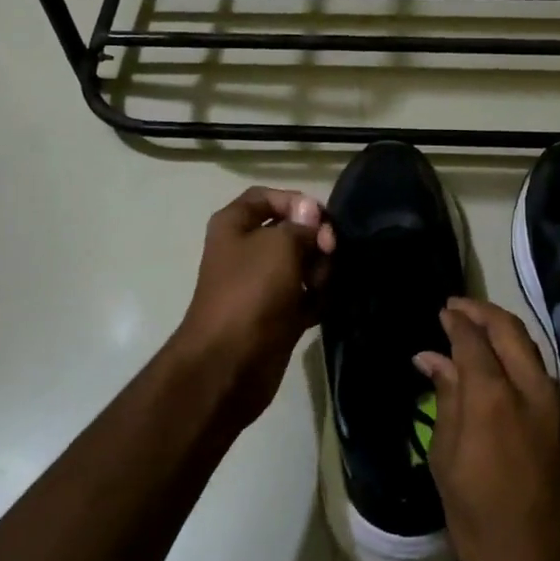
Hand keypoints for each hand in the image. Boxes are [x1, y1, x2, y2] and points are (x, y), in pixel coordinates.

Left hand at [172, 187, 334, 419]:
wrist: (230, 363)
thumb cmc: (251, 292)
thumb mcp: (280, 245)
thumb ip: (302, 225)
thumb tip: (313, 215)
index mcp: (234, 225)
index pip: (266, 197)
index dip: (295, 201)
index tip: (321, 218)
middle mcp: (247, 250)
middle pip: (291, 231)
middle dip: (315, 239)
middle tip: (329, 253)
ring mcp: (262, 284)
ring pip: (303, 264)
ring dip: (320, 270)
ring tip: (322, 286)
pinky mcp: (277, 314)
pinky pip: (306, 295)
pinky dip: (318, 297)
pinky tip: (326, 303)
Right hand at [416, 298, 559, 560]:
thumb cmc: (480, 521)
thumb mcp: (447, 461)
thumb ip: (445, 399)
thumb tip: (431, 358)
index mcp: (493, 398)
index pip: (473, 339)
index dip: (456, 321)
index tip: (441, 311)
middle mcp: (531, 388)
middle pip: (509, 329)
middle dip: (481, 312)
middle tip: (456, 307)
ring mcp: (556, 402)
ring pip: (529, 345)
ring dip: (501, 330)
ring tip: (473, 329)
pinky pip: (539, 369)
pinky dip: (516, 353)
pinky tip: (496, 362)